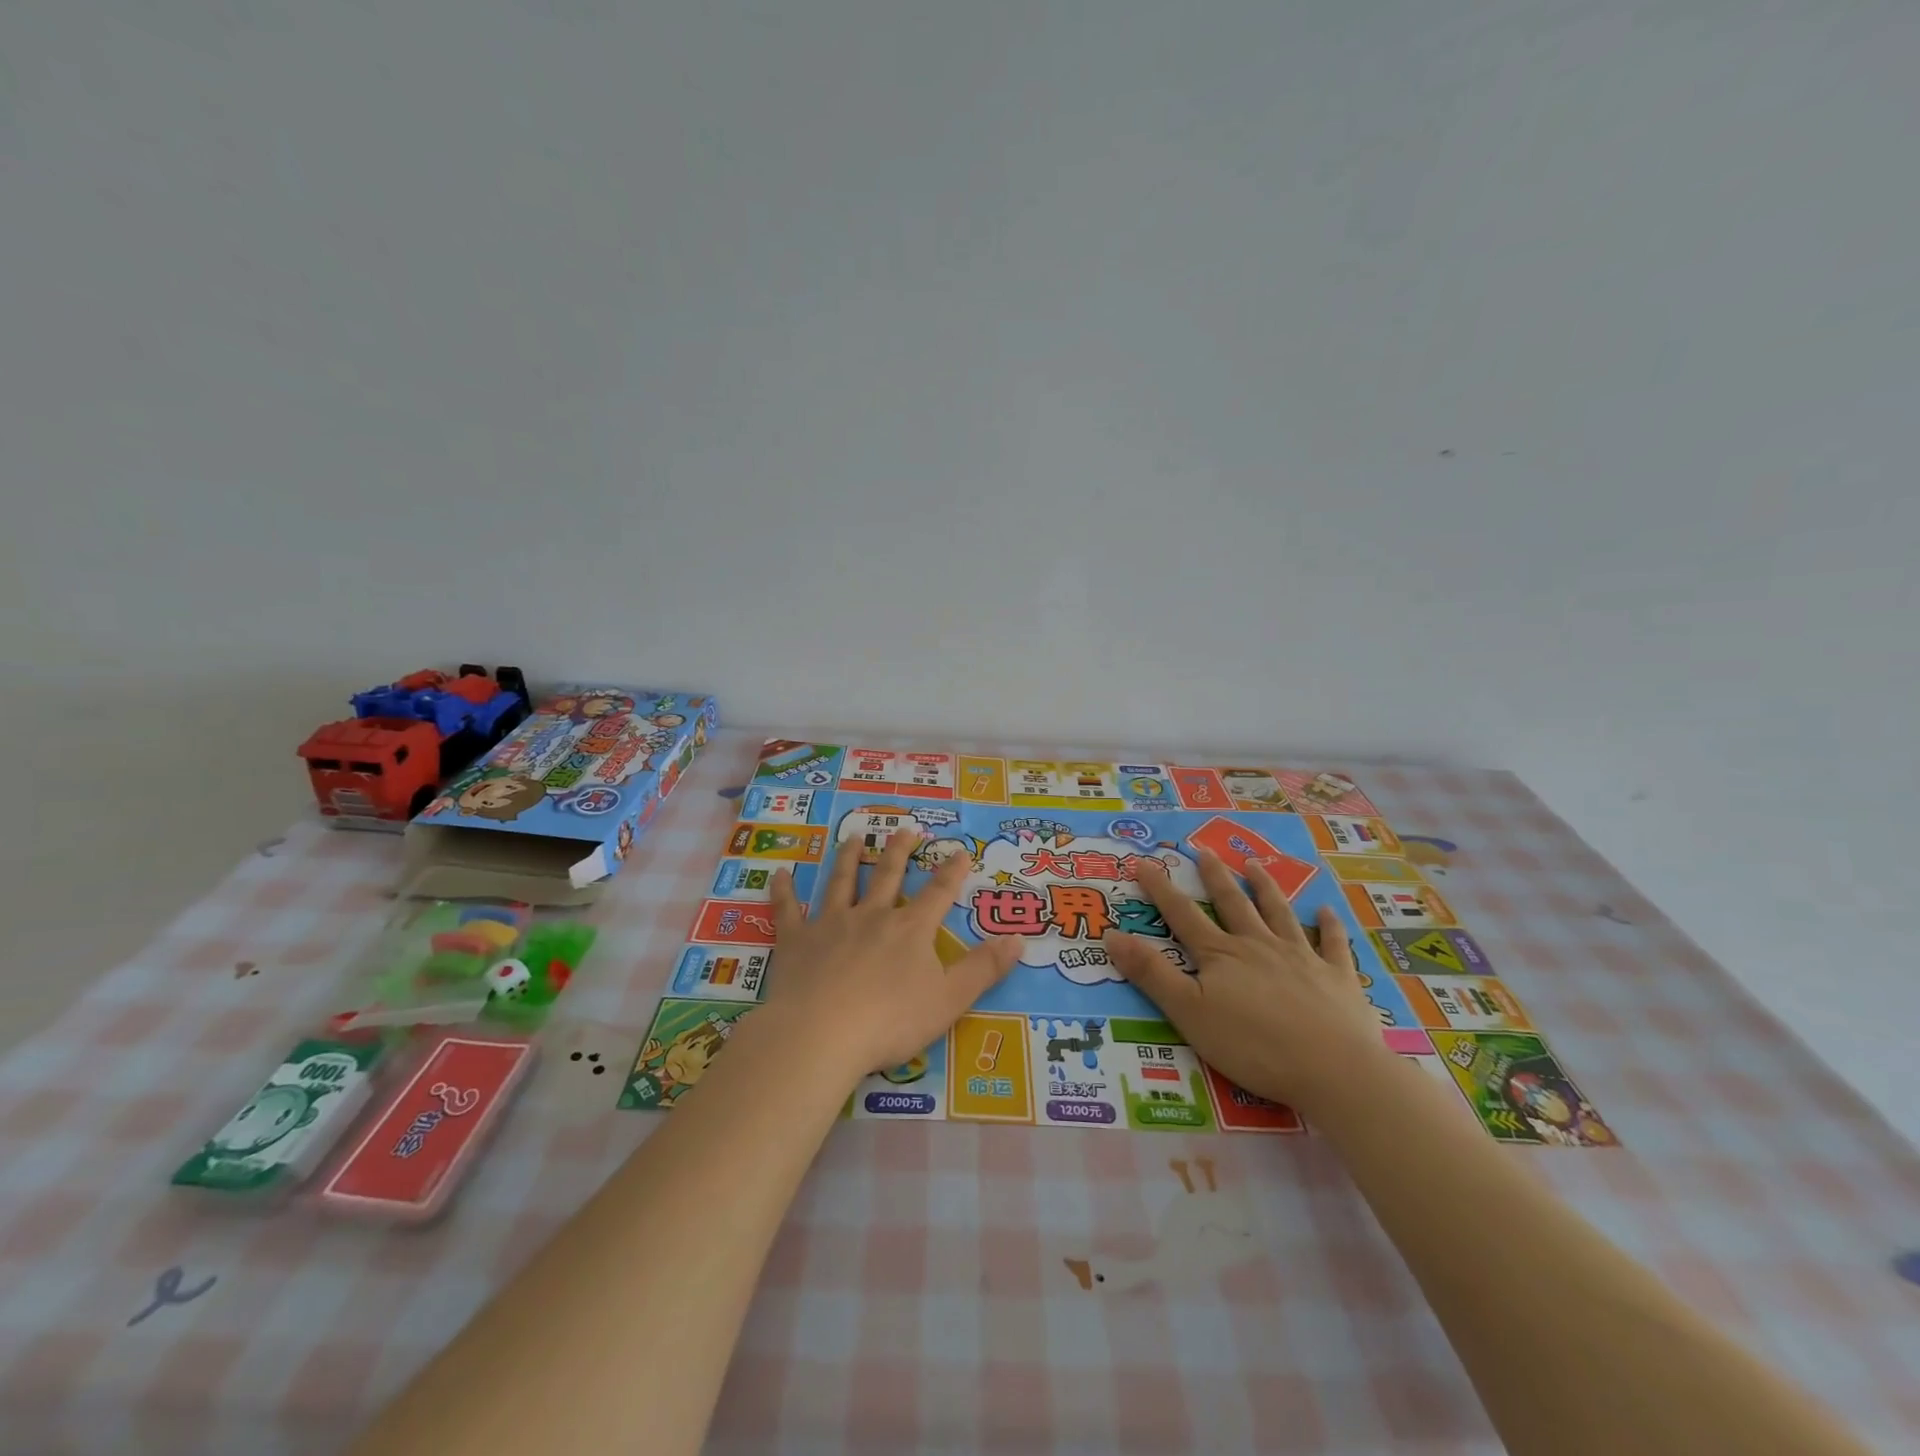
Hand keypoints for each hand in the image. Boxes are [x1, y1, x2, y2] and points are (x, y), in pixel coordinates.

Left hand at [767, 829, 1019, 1081]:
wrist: (822, 1034)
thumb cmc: (890, 1021)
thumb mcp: (950, 999)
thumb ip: (984, 969)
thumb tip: (1019, 938)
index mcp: (910, 930)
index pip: (937, 893)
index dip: (951, 871)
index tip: (960, 850)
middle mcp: (872, 916)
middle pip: (887, 876)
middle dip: (898, 851)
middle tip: (904, 829)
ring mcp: (831, 925)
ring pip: (841, 882)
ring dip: (848, 858)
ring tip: (852, 837)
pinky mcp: (797, 941)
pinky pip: (788, 911)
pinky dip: (784, 892)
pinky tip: (780, 874)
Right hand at [1104, 850, 1390, 1113]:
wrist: (1333, 1069)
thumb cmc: (1253, 1045)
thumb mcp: (1188, 1013)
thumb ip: (1151, 974)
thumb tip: (1111, 935)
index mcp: (1221, 955)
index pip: (1183, 915)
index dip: (1161, 889)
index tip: (1145, 863)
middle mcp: (1259, 946)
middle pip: (1233, 904)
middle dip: (1216, 877)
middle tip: (1205, 851)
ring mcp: (1302, 958)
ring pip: (1279, 914)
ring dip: (1266, 888)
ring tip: (1254, 865)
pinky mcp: (1338, 978)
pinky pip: (1333, 944)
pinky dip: (1330, 926)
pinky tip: (1327, 910)